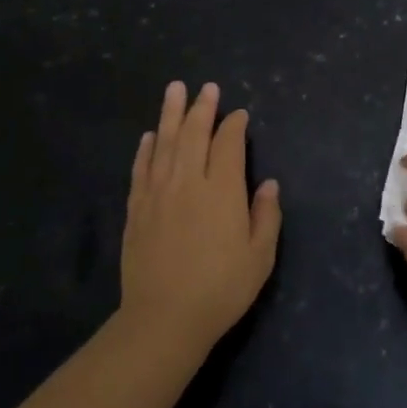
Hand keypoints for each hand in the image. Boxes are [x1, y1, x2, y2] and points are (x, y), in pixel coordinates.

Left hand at [120, 81, 281, 357]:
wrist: (164, 319)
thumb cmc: (221, 289)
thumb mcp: (260, 257)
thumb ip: (266, 216)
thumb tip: (269, 184)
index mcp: (222, 190)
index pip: (228, 144)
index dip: (234, 125)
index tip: (239, 115)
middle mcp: (188, 182)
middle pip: (195, 134)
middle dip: (202, 108)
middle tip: (206, 87)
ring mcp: (158, 193)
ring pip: (165, 143)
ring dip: (171, 114)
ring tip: (174, 89)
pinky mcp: (137, 209)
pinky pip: (142, 168)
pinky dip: (147, 149)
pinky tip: (150, 135)